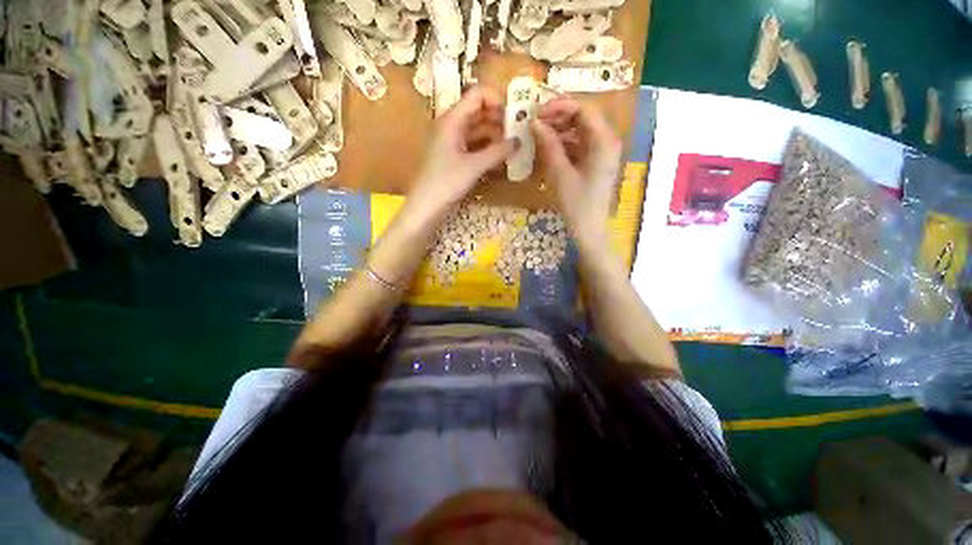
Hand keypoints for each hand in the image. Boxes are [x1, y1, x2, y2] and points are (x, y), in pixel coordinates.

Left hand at [408, 87, 516, 219]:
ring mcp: (451, 141)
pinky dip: (486, 147)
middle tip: (518, 131)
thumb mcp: (474, 166)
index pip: (477, 94)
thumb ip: (498, 152)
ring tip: (513, 145)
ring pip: (476, 129)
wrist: (425, 206)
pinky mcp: (453, 156)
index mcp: (452, 120)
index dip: (497, 100)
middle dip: (499, 118)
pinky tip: (499, 156)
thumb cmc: (446, 183)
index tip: (515, 115)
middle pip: (478, 111)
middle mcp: (451, 125)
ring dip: (494, 134)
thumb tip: (519, 141)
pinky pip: (473, 144)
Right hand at [532, 98, 622, 247]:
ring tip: (537, 135)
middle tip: (534, 123)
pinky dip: (563, 144)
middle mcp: (607, 141)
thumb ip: (548, 145)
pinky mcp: (595, 162)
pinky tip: (547, 149)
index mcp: (604, 141)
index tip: (537, 113)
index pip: (583, 109)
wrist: (589, 229)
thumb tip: (534, 122)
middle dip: (558, 117)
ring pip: (579, 131)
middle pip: (582, 117)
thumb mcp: (560, 174)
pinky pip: (578, 145)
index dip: (559, 106)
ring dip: (559, 130)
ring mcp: (601, 152)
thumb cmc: (577, 204)